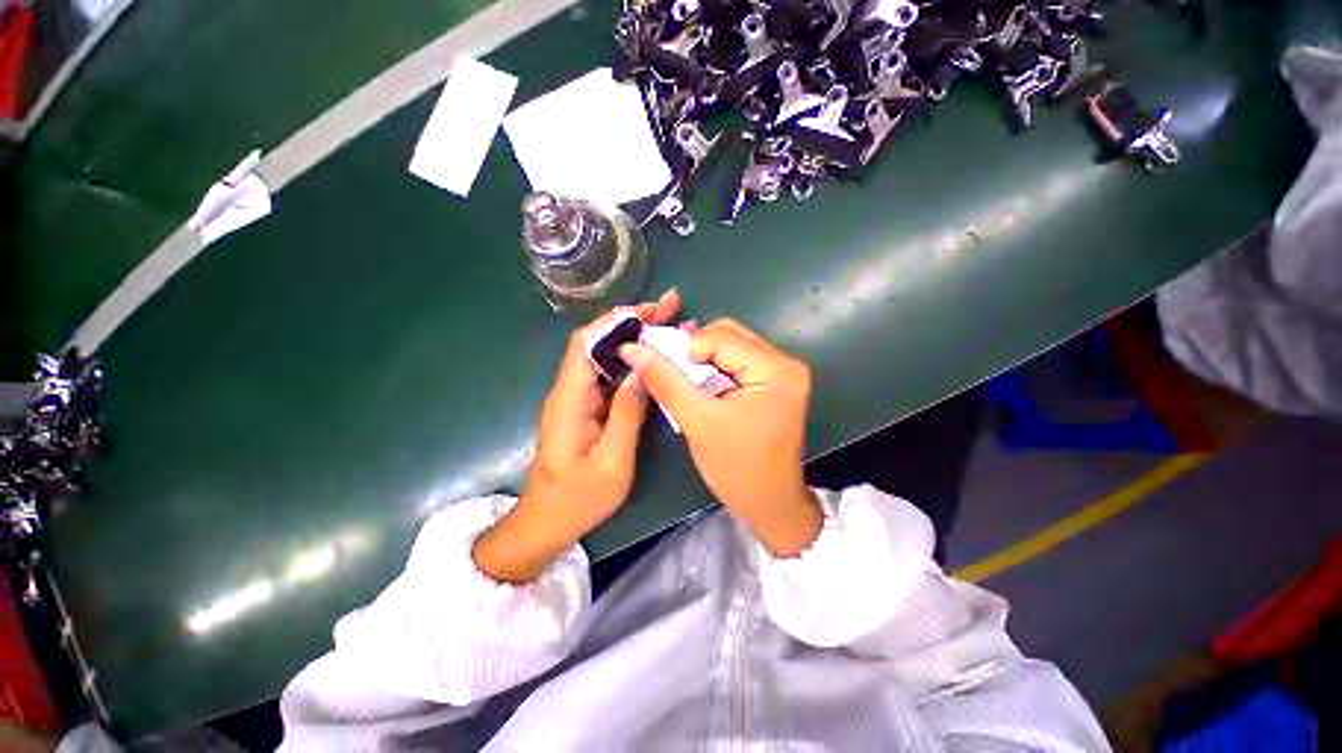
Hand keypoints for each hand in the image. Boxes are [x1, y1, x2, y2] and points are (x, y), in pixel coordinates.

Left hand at [473, 290, 681, 582]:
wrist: (547, 523)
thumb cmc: (577, 499)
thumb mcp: (611, 462)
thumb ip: (628, 414)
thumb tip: (645, 370)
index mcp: (570, 398)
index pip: (587, 343)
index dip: (617, 320)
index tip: (652, 310)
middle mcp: (570, 389)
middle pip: (599, 342)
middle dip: (634, 321)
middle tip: (671, 308)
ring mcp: (579, 398)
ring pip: (607, 355)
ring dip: (637, 338)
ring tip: (671, 325)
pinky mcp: (587, 407)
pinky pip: (611, 375)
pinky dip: (634, 361)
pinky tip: (656, 357)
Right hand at [619, 319, 821, 556]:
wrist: (770, 505)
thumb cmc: (736, 468)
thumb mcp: (697, 421)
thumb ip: (665, 380)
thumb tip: (633, 348)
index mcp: (776, 369)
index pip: (720, 336)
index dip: (686, 349)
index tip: (666, 374)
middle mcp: (785, 362)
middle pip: (728, 334)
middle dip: (695, 351)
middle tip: (674, 375)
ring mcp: (783, 372)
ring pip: (731, 346)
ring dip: (703, 360)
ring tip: (686, 383)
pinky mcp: (775, 383)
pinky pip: (738, 361)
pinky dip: (715, 369)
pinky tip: (702, 387)